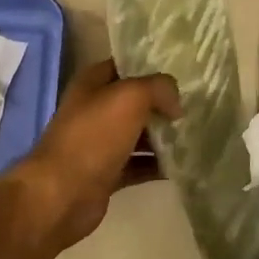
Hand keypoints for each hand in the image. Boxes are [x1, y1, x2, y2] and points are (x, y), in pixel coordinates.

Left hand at [1, 59, 180, 255]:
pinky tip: (182, 165)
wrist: (62, 194)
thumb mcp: (130, 97)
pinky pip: (138, 164)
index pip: (126, 65)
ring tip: (196, 135)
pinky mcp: (106, 173)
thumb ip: (158, 88)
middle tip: (195, 106)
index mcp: (92, 83)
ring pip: (138, 134)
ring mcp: (99, 143)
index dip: (152, 66)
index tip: (184, 73)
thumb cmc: (93, 136)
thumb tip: (175, 104)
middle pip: (135, 101)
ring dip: (163, 136)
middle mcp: (94, 109)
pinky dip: (157, 165)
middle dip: (163, 104)